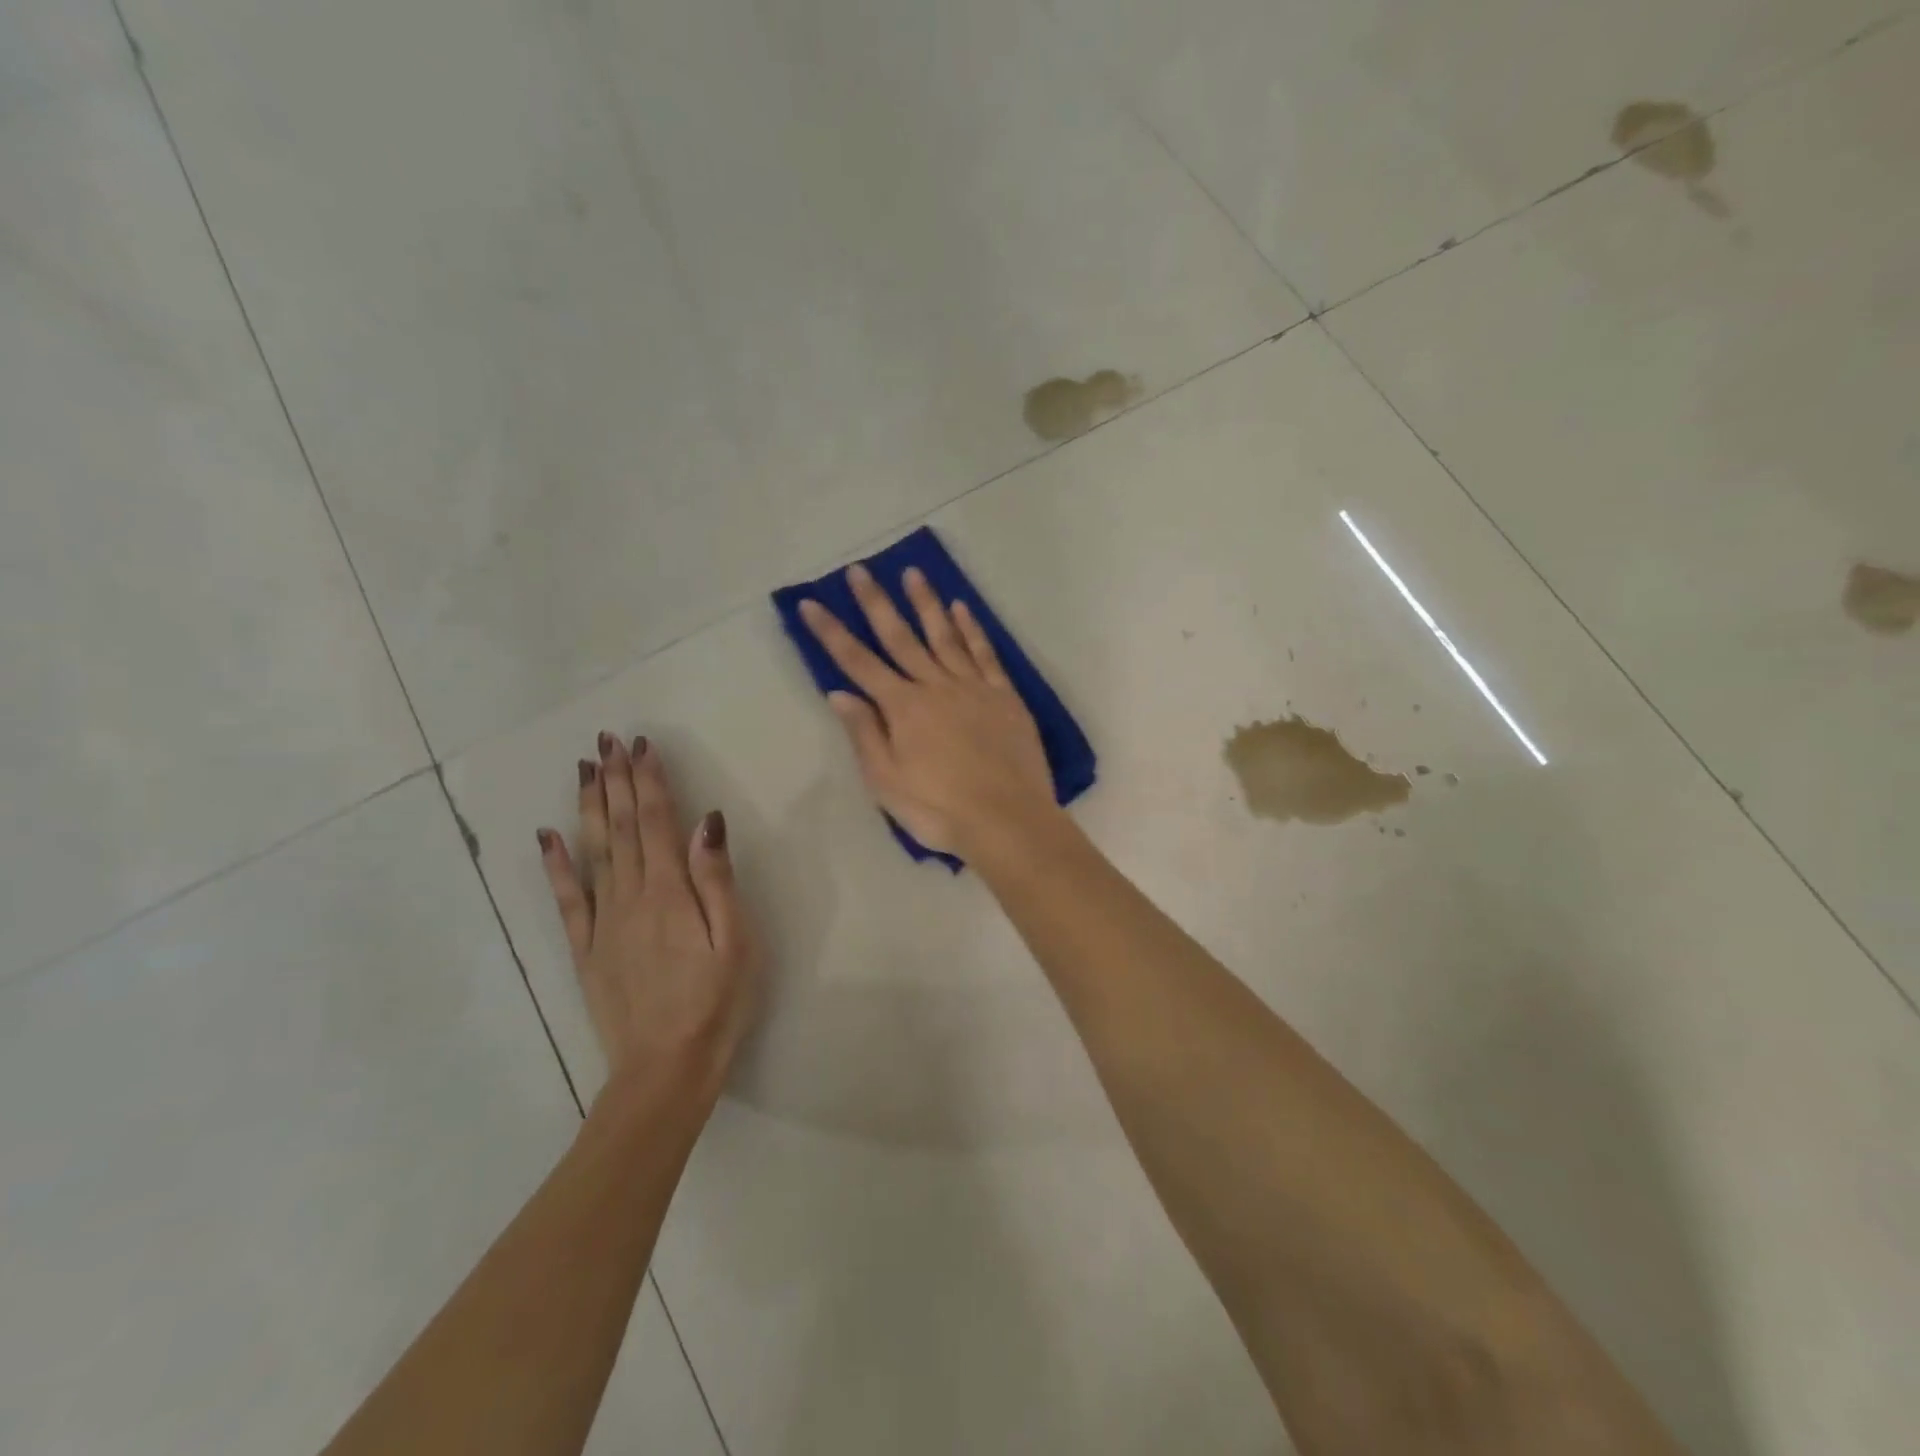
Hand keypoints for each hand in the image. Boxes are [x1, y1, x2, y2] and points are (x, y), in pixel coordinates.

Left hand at [537, 735, 758, 1102]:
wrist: (665, 1070)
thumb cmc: (717, 1003)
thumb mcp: (737, 942)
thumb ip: (718, 881)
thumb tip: (707, 823)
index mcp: (670, 893)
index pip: (656, 823)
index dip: (649, 781)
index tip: (642, 746)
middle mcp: (631, 897)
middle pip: (621, 828)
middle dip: (617, 781)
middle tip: (608, 741)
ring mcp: (603, 923)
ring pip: (592, 852)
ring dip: (589, 807)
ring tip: (585, 769)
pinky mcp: (587, 950)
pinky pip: (567, 899)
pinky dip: (555, 864)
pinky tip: (547, 837)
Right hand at [799, 563, 1059, 856]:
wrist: (1007, 820)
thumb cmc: (939, 809)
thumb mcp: (887, 782)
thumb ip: (864, 734)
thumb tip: (839, 693)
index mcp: (903, 708)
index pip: (858, 663)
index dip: (831, 632)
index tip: (811, 603)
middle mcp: (935, 686)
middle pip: (900, 637)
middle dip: (876, 603)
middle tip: (860, 570)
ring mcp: (973, 687)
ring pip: (945, 636)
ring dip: (926, 603)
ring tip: (913, 573)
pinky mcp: (1005, 696)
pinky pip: (985, 654)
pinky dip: (972, 629)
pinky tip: (962, 609)